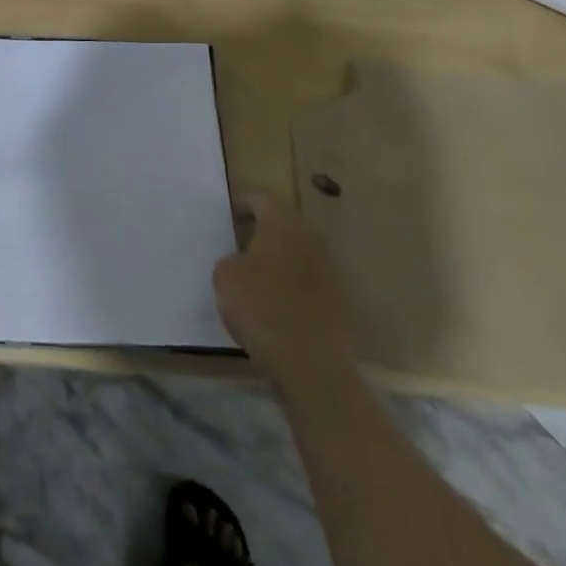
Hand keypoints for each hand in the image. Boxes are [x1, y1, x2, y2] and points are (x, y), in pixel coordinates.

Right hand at [214, 191, 352, 366]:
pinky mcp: (341, 302)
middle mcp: (311, 239)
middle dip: (265, 229)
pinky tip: (279, 303)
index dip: (243, 203)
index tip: (229, 217)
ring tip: (259, 275)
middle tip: (242, 243)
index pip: (261, 197)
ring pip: (300, 252)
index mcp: (282, 224)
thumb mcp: (224, 277)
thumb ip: (231, 259)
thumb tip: (242, 262)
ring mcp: (331, 271)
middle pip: (285, 222)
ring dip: (282, 257)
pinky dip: (295, 284)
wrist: (313, 367)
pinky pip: (311, 280)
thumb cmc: (262, 309)